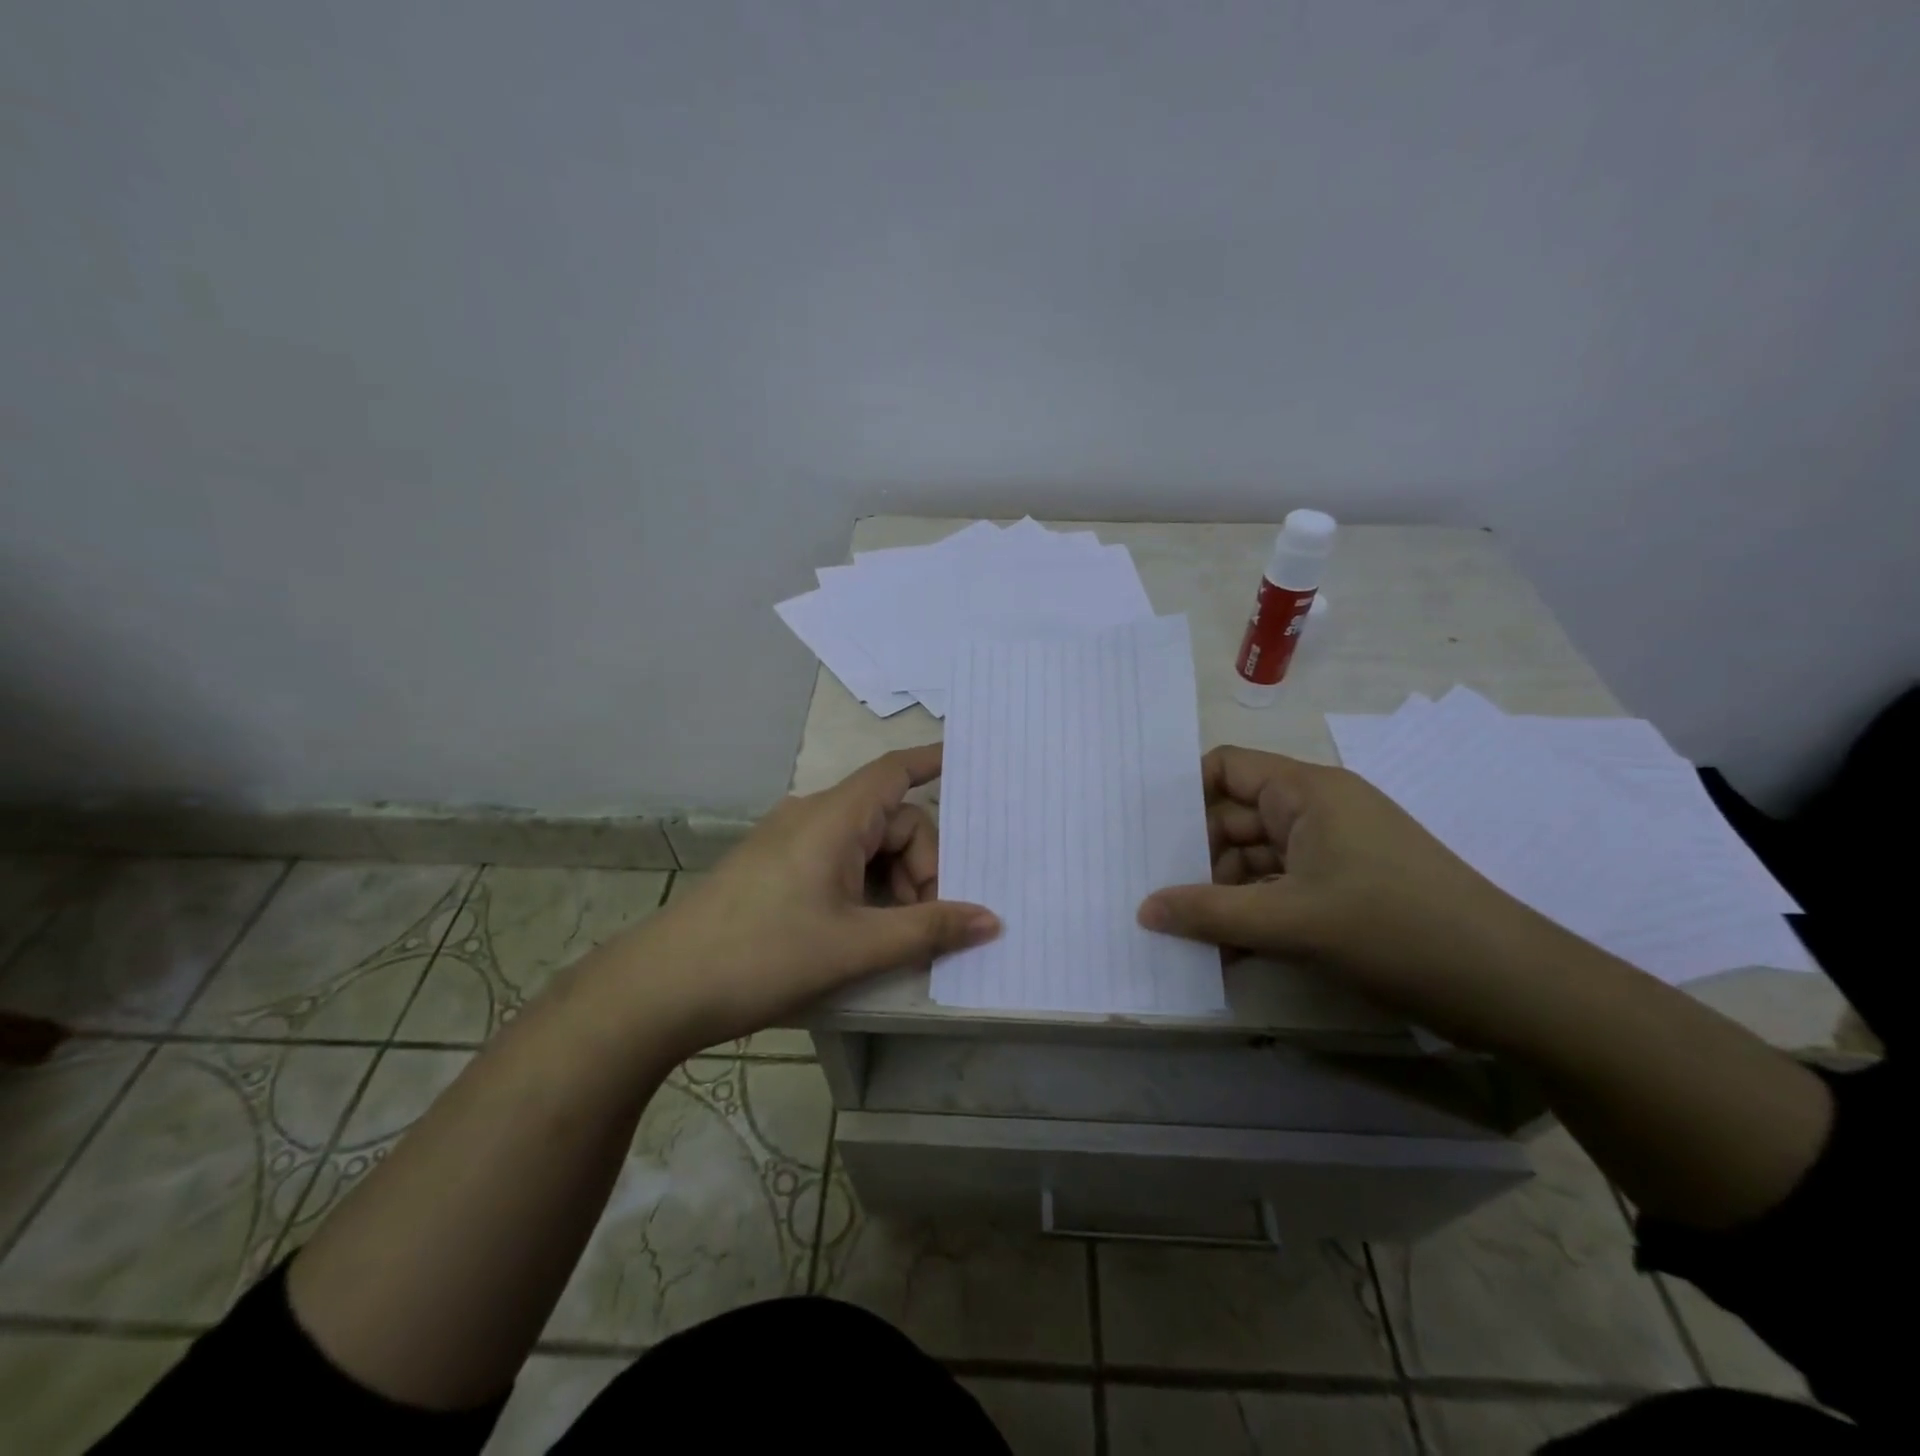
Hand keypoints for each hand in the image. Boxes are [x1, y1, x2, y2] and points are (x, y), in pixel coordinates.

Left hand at [614, 745, 999, 1050]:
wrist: (661, 988)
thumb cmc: (765, 956)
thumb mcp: (857, 945)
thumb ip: (929, 929)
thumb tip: (992, 919)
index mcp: (835, 818)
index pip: (895, 772)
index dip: (932, 763)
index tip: (967, 763)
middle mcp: (813, 817)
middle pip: (889, 820)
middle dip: (921, 864)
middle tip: (930, 919)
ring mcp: (790, 842)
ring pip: (864, 846)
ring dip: (893, 882)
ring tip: (897, 935)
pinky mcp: (775, 868)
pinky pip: (837, 862)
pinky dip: (865, 888)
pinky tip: (865, 930)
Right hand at [1138, 746, 1574, 1040]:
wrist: (1512, 987)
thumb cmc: (1396, 929)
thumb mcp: (1292, 921)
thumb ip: (1209, 913)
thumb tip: (1143, 909)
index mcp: (1307, 792)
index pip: (1227, 768)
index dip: (1184, 794)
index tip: (1145, 834)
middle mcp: (1317, 812)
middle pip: (1235, 819)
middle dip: (1196, 857)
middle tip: (1149, 895)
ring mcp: (1333, 853)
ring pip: (1256, 861)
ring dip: (1223, 895)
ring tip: (1183, 934)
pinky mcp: (1346, 890)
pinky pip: (1280, 890)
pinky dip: (1253, 915)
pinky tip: (1225, 951)